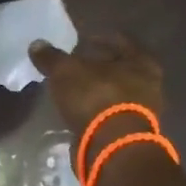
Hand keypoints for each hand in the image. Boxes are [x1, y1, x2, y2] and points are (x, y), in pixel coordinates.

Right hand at [28, 34, 165, 137]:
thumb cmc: (96, 97)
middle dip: (99, 66)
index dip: (100, 38)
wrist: (111, 147)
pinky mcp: (130, 132)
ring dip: (98, 89)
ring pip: (116, 92)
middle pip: (121, 68)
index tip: (82, 39)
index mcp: (141, 62)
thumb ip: (52, 57)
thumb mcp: (66, 71)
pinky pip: (111, 113)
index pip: (121, 41)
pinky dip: (96, 109)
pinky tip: (78, 109)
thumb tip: (37, 44)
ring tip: (74, 88)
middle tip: (77, 64)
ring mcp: (142, 111)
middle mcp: (149, 84)